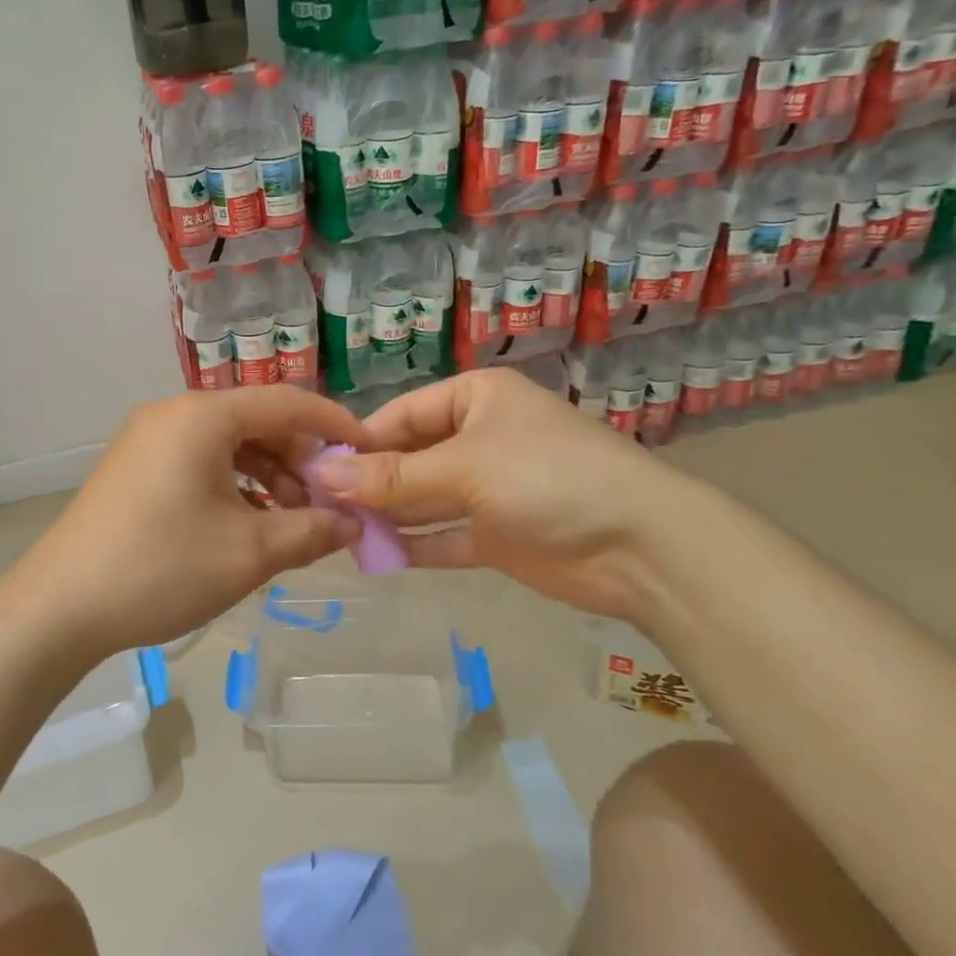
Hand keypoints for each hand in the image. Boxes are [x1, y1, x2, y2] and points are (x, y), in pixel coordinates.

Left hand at [0, 386, 366, 658]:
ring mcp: (148, 439)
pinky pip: (199, 462)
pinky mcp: (135, 467)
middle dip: (299, 461)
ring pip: (228, 445)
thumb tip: (351, 522)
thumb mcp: (249, 553)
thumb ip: (311, 530)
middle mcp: (173, 413)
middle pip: (256, 422)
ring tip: (290, 523)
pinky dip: (233, 486)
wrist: (59, 608)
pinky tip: (248, 524)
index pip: (286, 402)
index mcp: (202, 416)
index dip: (334, 426)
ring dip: (267, 477)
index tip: (369, 452)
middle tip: (327, 504)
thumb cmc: (161, 569)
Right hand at [312, 368, 696, 623]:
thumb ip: (393, 477)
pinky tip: (375, 556)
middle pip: (409, 457)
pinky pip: (443, 535)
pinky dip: (413, 544)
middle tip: (319, 507)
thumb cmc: (548, 478)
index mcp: (475, 398)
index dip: (359, 442)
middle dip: (369, 482)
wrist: (641, 548)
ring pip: (423, 498)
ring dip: (386, 515)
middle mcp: (478, 437)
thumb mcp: (464, 468)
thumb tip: (323, 477)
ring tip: (337, 532)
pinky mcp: (497, 534)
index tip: (314, 470)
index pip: (401, 415)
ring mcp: (488, 488)